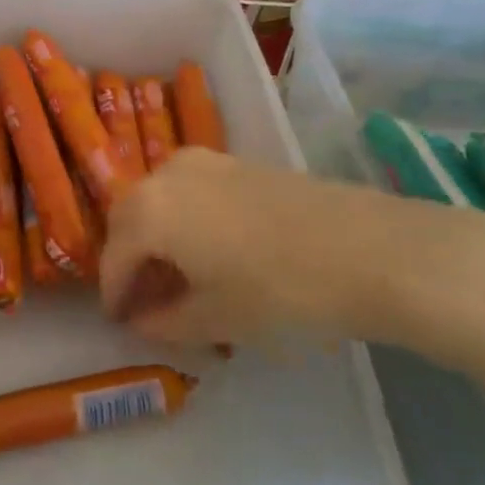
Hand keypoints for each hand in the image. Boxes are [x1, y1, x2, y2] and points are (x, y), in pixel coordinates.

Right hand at [98, 146, 484, 351]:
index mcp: (148, 212)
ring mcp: (204, 163)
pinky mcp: (237, 163)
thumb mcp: (216, 318)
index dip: (114, 294)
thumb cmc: (280, 291)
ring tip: (178, 277)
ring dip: (157, 237)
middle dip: (130, 260)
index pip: (114, 257)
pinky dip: (184, 220)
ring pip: (159, 201)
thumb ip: (165, 321)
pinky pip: (189, 192)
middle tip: (144, 300)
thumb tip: (141, 320)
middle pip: (130, 220)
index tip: (118, 322)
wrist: (370, 250)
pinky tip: (209, 251)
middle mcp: (165, 175)